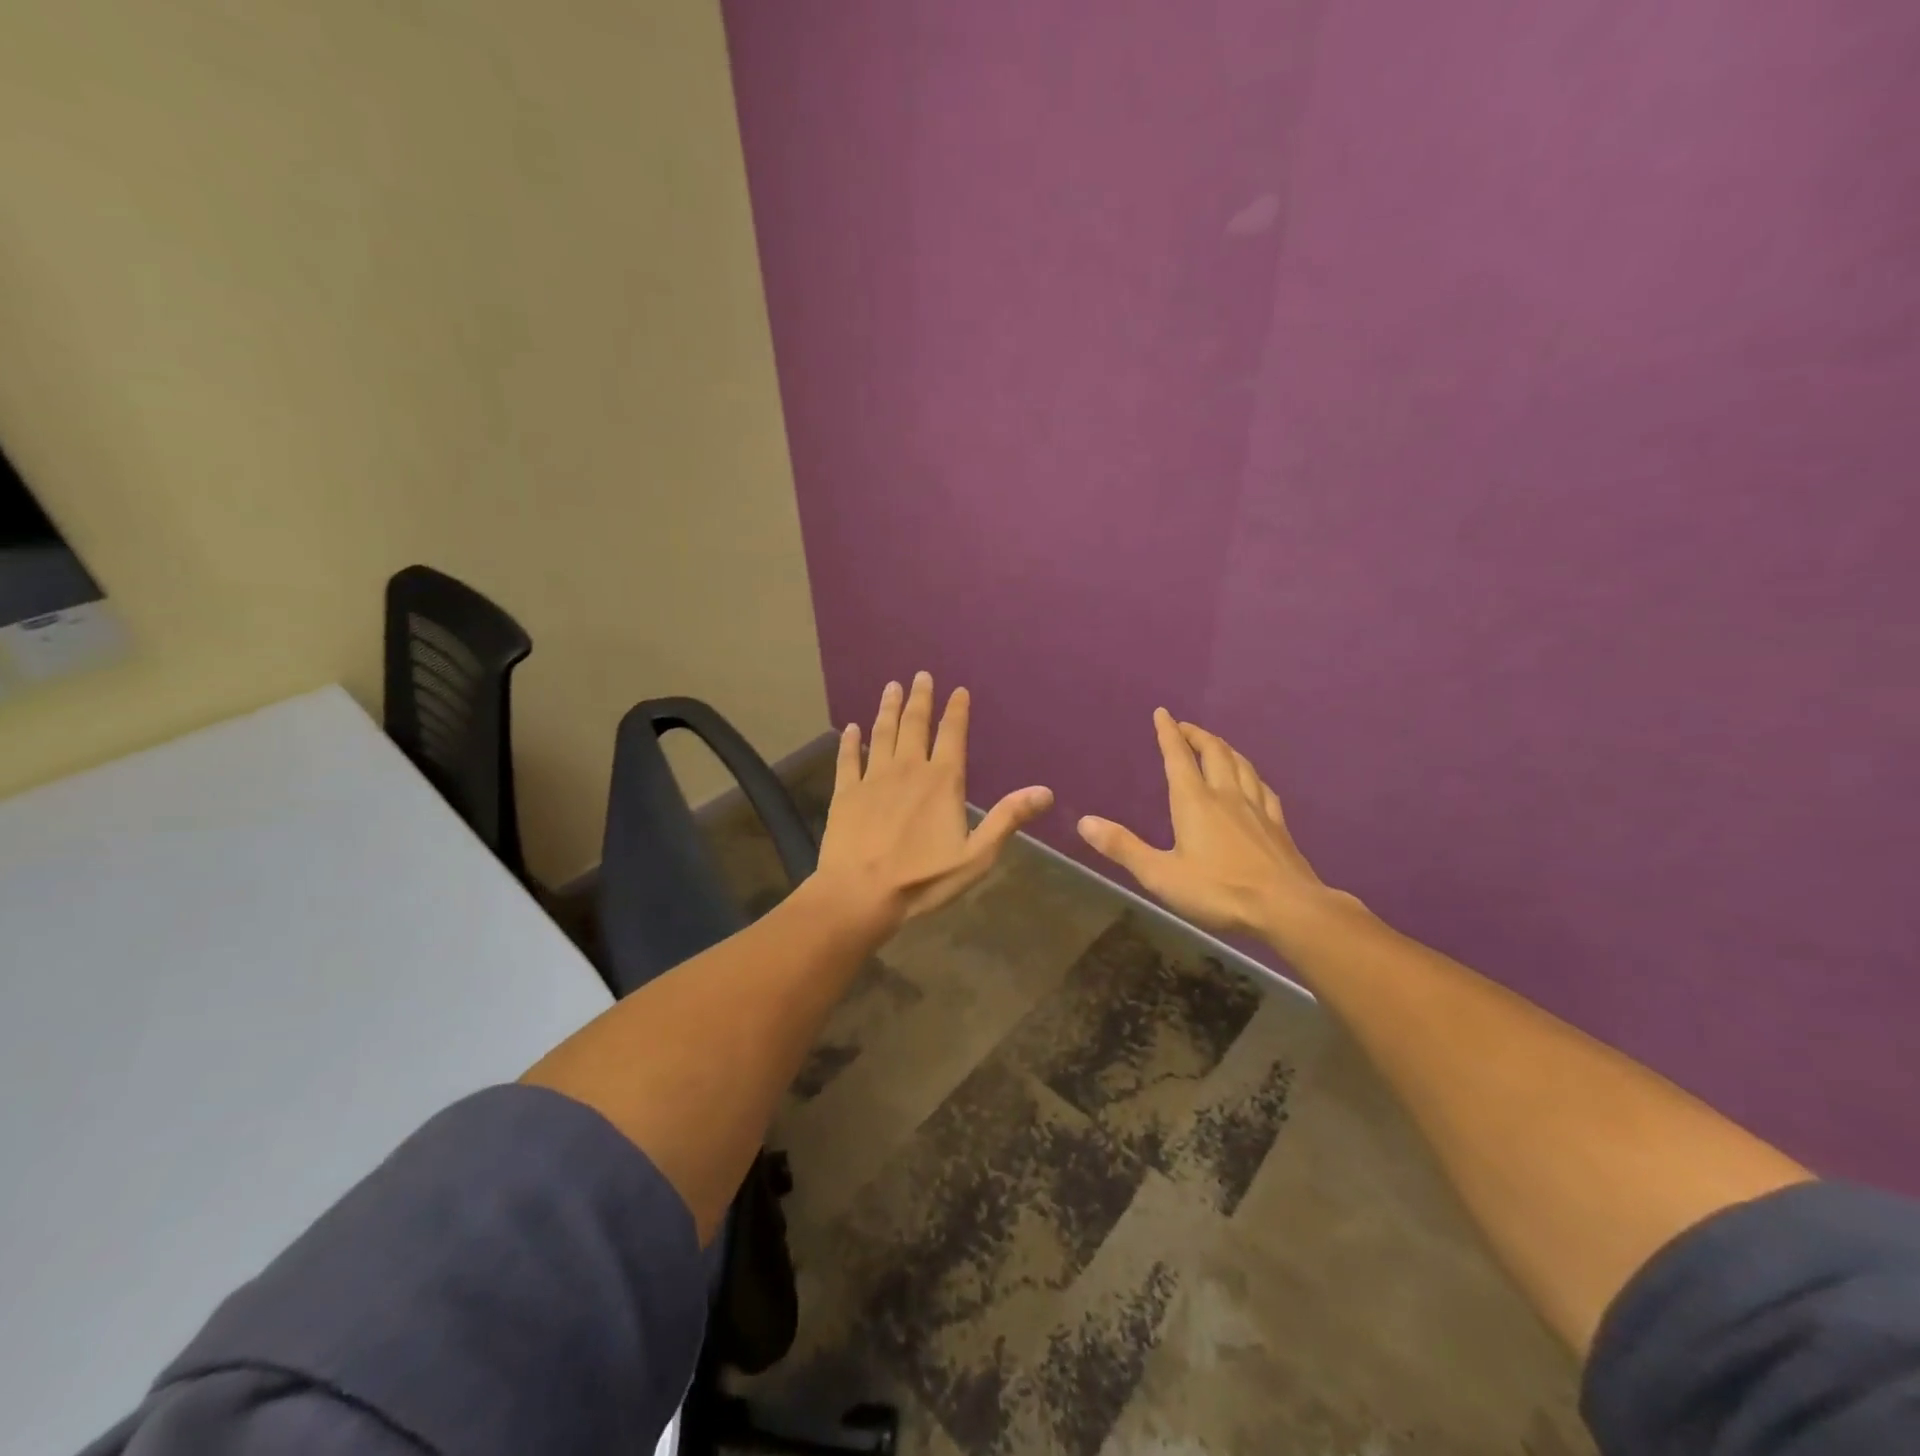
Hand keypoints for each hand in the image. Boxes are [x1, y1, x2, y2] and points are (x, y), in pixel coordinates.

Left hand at [814, 673, 1053, 929]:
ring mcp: (873, 778)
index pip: (952, 735)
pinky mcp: (845, 792)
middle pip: (915, 724)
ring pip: (881, 733)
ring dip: (888, 709)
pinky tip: (849, 728)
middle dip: (920, 698)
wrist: (860, 894)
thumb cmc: (923, 878)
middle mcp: (907, 768)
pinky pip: (847, 759)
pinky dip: (849, 741)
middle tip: (920, 675)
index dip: (956, 711)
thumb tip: (1045, 791)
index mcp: (942, 781)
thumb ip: (1007, 819)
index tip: (957, 690)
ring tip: (891, 687)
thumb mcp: (976, 855)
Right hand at [1077, 708, 1333, 940]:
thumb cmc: (1219, 891)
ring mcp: (1257, 808)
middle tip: (1185, 728)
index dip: (1168, 733)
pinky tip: (1253, 781)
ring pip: (1241, 765)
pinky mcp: (1278, 825)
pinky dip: (1251, 775)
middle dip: (1197, 735)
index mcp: (1195, 802)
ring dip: (1224, 748)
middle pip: (1214, 752)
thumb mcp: (1161, 875)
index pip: (1178, 757)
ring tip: (1215, 745)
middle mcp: (1226, 795)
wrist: (1288, 909)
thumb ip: (1123, 847)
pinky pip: (1263, 788)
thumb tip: (1083, 821)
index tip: (1162, 713)